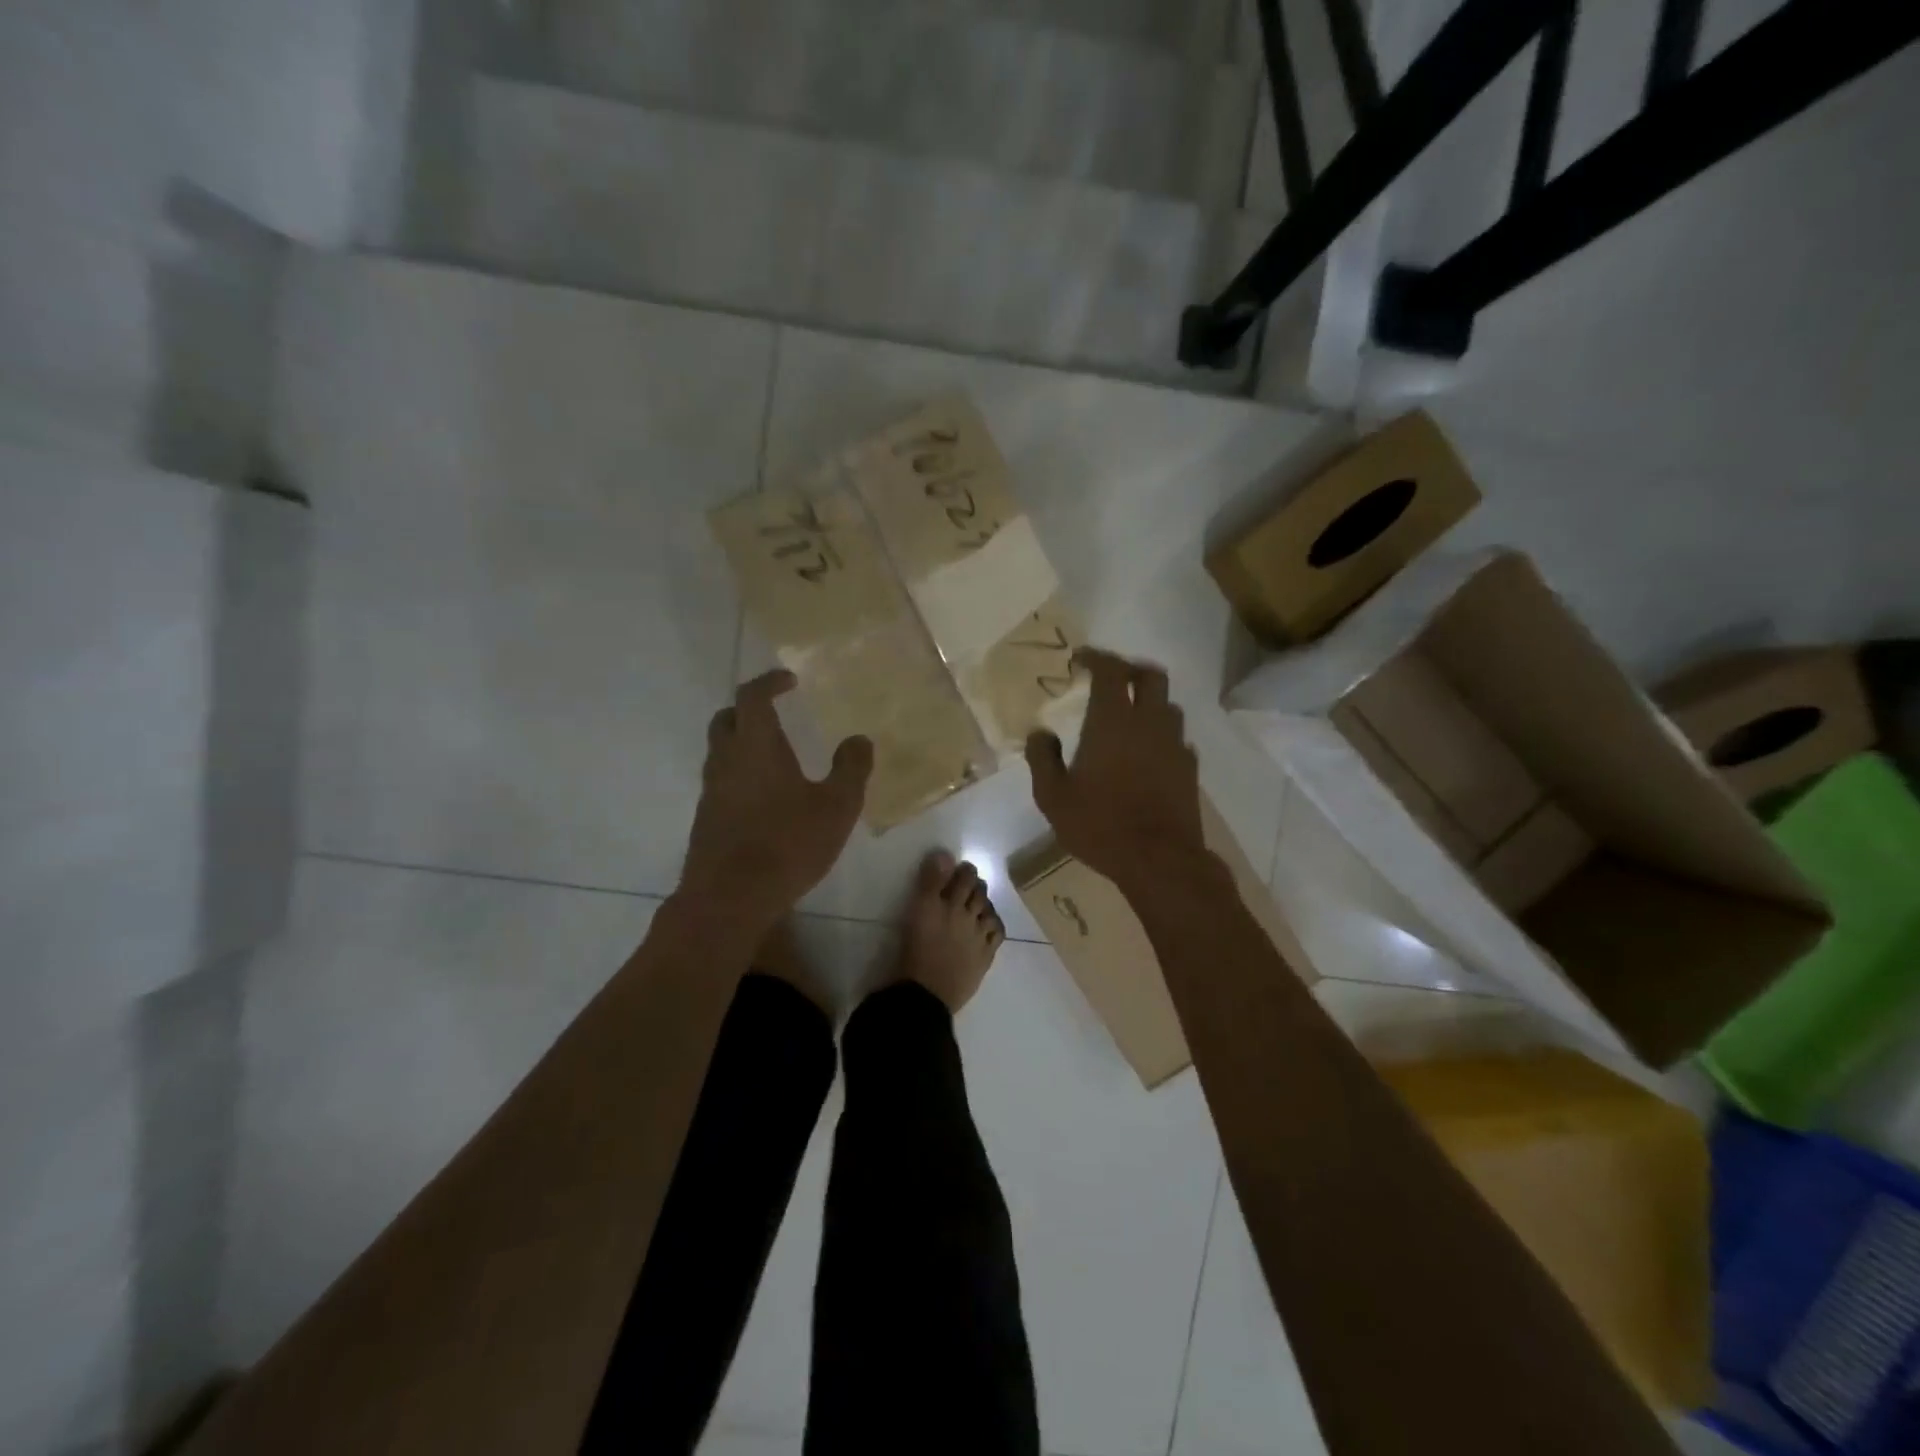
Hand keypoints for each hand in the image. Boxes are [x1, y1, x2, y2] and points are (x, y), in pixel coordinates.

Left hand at [680, 669, 872, 928]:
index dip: (769, 682)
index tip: (789, 680)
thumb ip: (851, 768)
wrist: (729, 898)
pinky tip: (766, 797)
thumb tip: (859, 739)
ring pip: (720, 751)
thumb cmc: (788, 844)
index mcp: (756, 745)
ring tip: (776, 756)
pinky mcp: (706, 818)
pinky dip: (740, 773)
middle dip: (750, 708)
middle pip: (727, 718)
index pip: (753, 696)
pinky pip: (721, 780)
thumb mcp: (836, 806)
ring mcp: (711, 790)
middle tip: (777, 713)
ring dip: (743, 742)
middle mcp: (726, 760)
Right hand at [1026, 648, 1205, 891]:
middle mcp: (1149, 723)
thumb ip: (1042, 758)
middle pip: (1151, 676)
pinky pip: (1177, 738)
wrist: (1159, 860)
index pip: (1110, 670)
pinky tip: (1147, 754)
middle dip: (1130, 670)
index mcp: (1113, 721)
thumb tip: (1039, 733)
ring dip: (1149, 702)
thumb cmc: (1099, 824)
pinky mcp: (1189, 769)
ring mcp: (1175, 745)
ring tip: (1129, 717)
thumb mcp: (1053, 796)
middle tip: (1110, 679)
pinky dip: (1161, 735)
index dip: (1096, 657)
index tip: (1080, 659)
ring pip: (1168, 706)